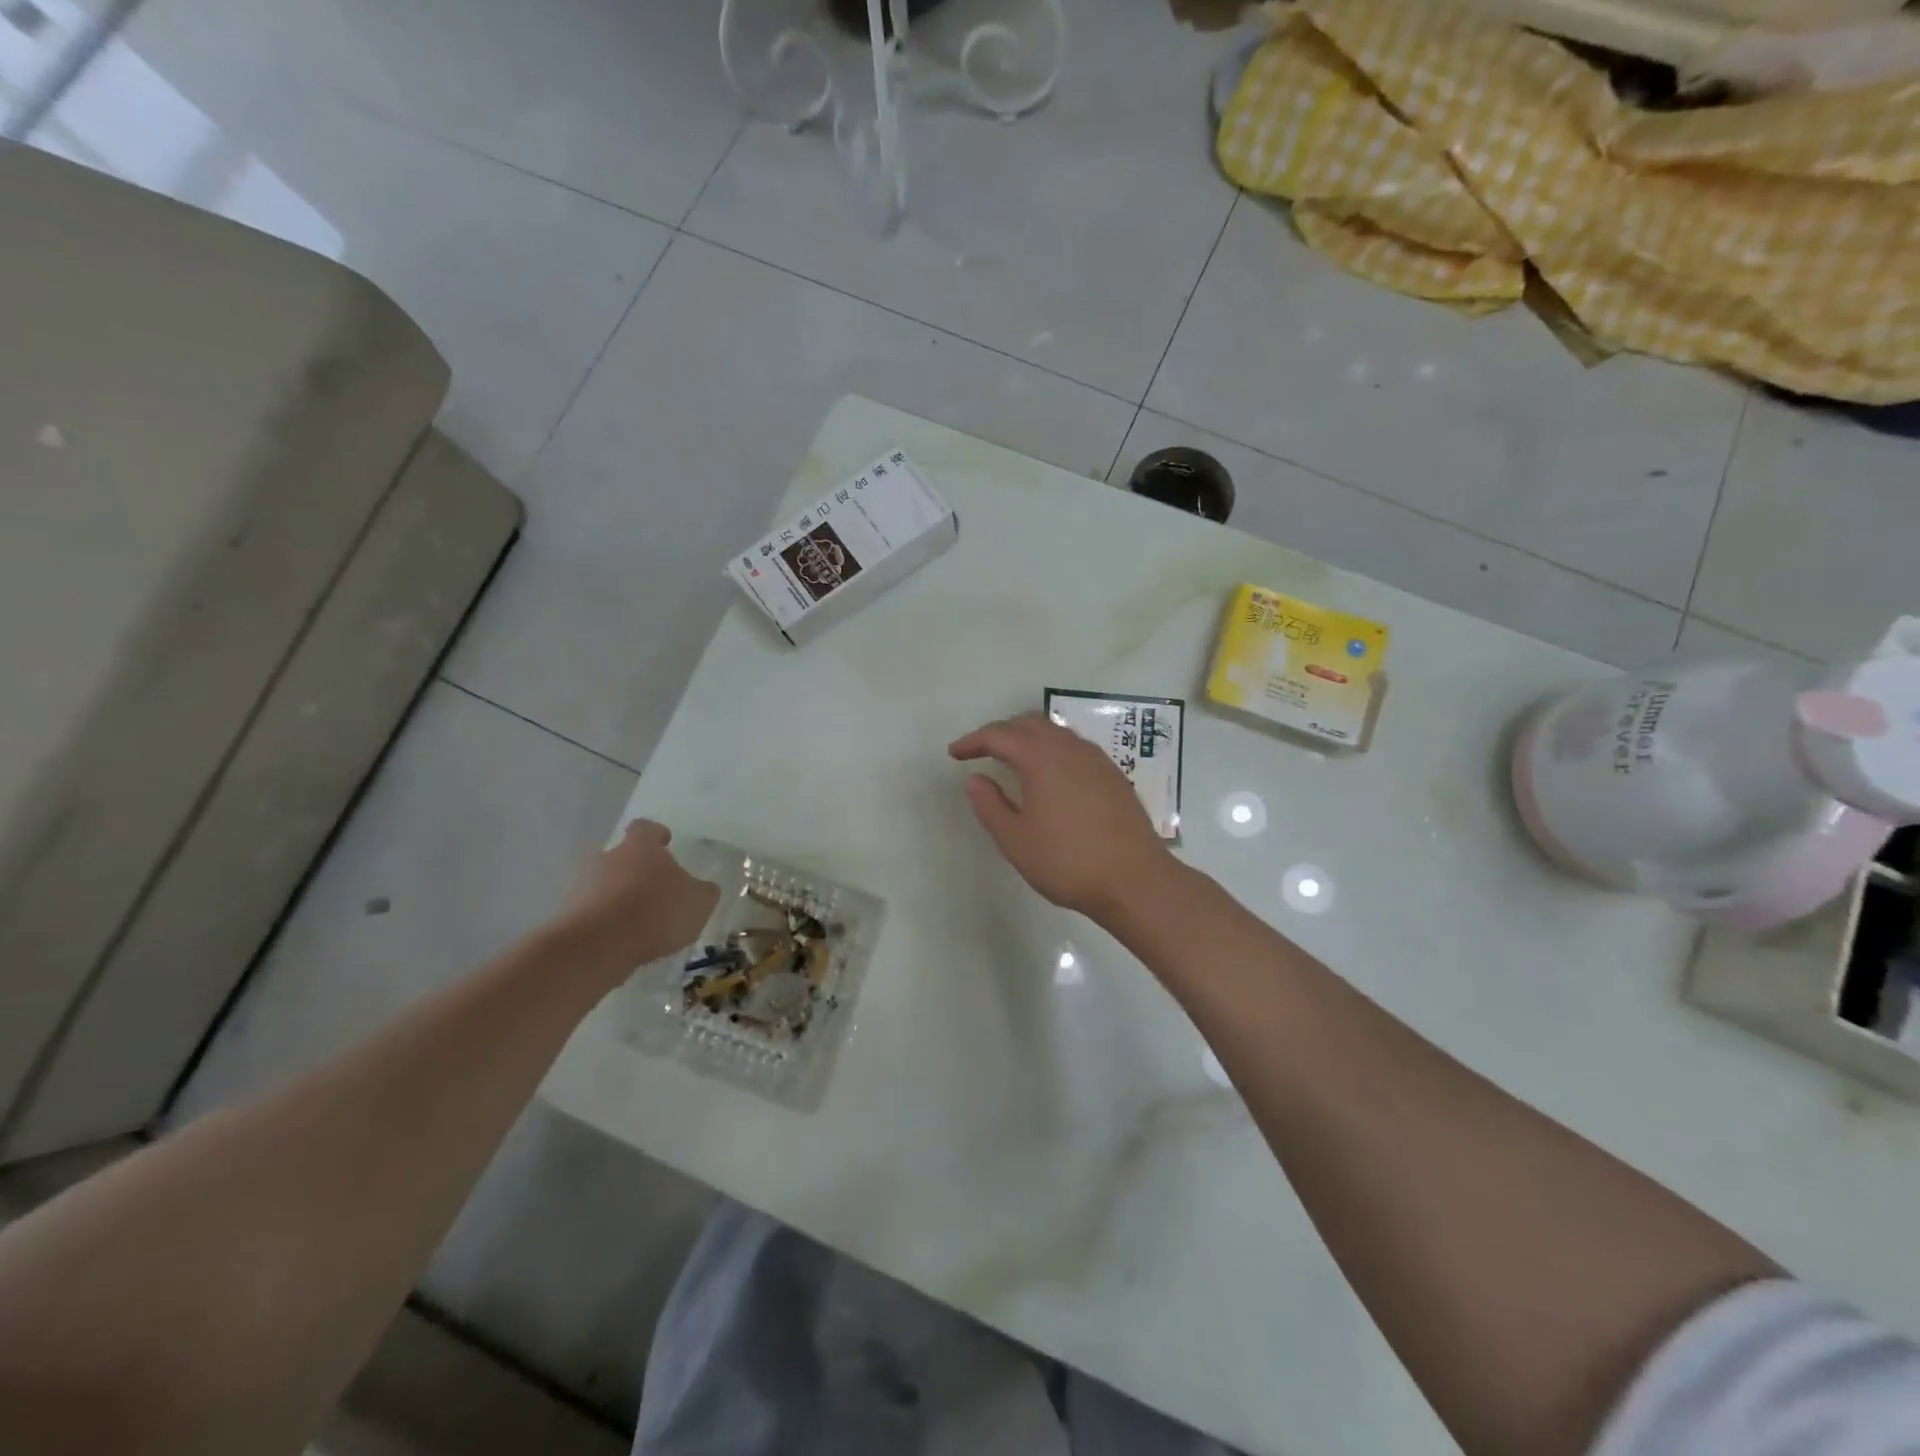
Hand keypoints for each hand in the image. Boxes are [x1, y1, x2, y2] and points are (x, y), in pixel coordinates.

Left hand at [562, 819, 718, 976]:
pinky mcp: (566, 915)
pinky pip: (589, 912)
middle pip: (620, 855)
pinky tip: (620, 941)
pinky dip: (603, 921)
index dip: (656, 834)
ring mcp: (581, 885)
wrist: (597, 946)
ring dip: (616, 896)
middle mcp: (607, 858)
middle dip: (633, 869)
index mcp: (640, 847)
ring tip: (637, 920)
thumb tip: (704, 888)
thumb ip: (704, 892)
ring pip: (602, 883)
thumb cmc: (655, 911)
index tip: (666, 843)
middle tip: (652, 887)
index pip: (646, 828)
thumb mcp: (698, 902)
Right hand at [949, 713, 1173, 919]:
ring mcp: (1097, 760)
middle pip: (1029, 723)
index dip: (973, 741)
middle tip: (981, 752)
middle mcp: (1070, 748)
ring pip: (1056, 732)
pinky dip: (1052, 750)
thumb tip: (976, 779)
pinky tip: (1050, 776)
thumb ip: (990, 805)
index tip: (954, 754)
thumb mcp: (1015, 840)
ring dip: (1029, 738)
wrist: (1135, 879)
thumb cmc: (1067, 861)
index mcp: (1041, 758)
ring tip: (1013, 760)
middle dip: (1001, 732)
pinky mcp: (1114, 775)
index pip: (999, 735)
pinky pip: (1075, 748)